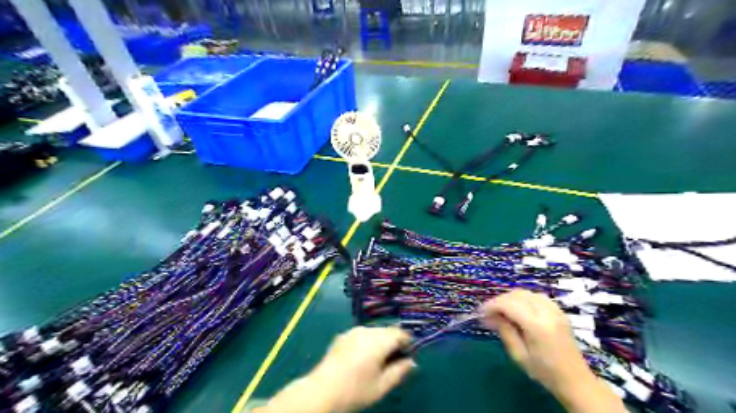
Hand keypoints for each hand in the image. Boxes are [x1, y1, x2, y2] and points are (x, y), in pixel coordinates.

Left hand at [259, 327, 415, 410]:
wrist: (322, 391)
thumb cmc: (355, 390)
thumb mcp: (382, 386)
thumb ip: (400, 371)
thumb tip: (412, 362)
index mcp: (378, 341)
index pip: (400, 333)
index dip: (407, 343)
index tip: (407, 356)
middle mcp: (366, 331)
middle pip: (387, 331)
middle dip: (393, 342)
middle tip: (392, 361)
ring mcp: (352, 331)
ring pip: (374, 332)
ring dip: (380, 341)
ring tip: (376, 361)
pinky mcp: (342, 335)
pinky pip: (361, 334)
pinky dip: (367, 342)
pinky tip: (361, 358)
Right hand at [484, 290, 625, 412]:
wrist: (575, 380)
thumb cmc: (544, 372)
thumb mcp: (519, 356)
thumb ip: (505, 332)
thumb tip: (490, 316)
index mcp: (537, 326)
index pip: (508, 305)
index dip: (492, 305)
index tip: (481, 312)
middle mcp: (547, 312)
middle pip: (517, 295)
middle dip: (500, 300)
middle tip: (489, 312)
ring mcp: (555, 310)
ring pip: (527, 293)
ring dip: (511, 298)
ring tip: (502, 310)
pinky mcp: (559, 311)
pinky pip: (537, 296)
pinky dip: (524, 299)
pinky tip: (519, 309)